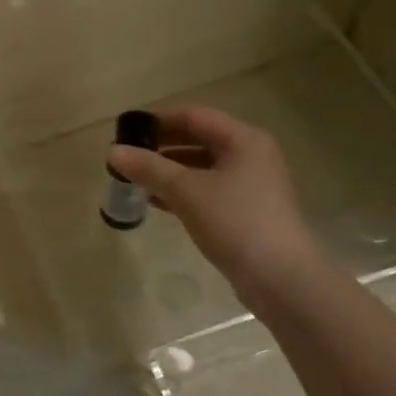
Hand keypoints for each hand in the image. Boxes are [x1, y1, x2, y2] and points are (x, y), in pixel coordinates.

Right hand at [107, 108, 319, 294]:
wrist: (282, 279)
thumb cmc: (235, 222)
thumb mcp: (186, 191)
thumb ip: (149, 168)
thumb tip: (113, 152)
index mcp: (243, 140)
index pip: (194, 116)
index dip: (158, 120)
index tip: (126, 130)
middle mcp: (251, 156)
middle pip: (198, 140)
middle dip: (161, 147)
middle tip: (127, 156)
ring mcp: (251, 185)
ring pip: (202, 168)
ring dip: (169, 171)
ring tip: (135, 180)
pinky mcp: (246, 212)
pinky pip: (207, 191)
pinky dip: (182, 192)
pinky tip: (156, 203)